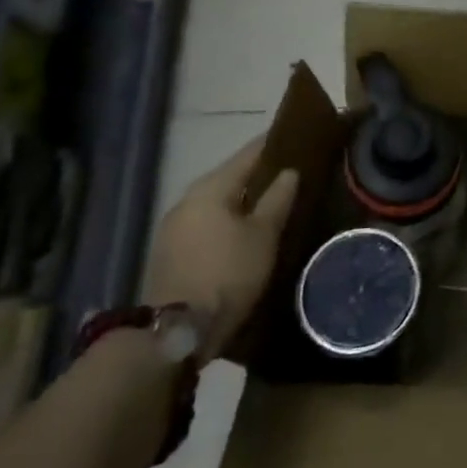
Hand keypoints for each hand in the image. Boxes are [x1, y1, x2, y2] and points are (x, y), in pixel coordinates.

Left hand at [145, 136, 296, 362]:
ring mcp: (174, 227)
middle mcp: (187, 200)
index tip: (296, 137)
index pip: (248, 154)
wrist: (176, 331)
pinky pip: (206, 223)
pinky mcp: (170, 252)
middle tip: (290, 174)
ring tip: (272, 204)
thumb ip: (278, 199)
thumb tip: (289, 172)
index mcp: (210, 188)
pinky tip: (245, 230)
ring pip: (217, 202)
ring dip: (242, 201)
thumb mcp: (263, 235)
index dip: (273, 144)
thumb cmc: (227, 273)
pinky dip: (227, 220)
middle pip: (230, 177)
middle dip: (258, 175)